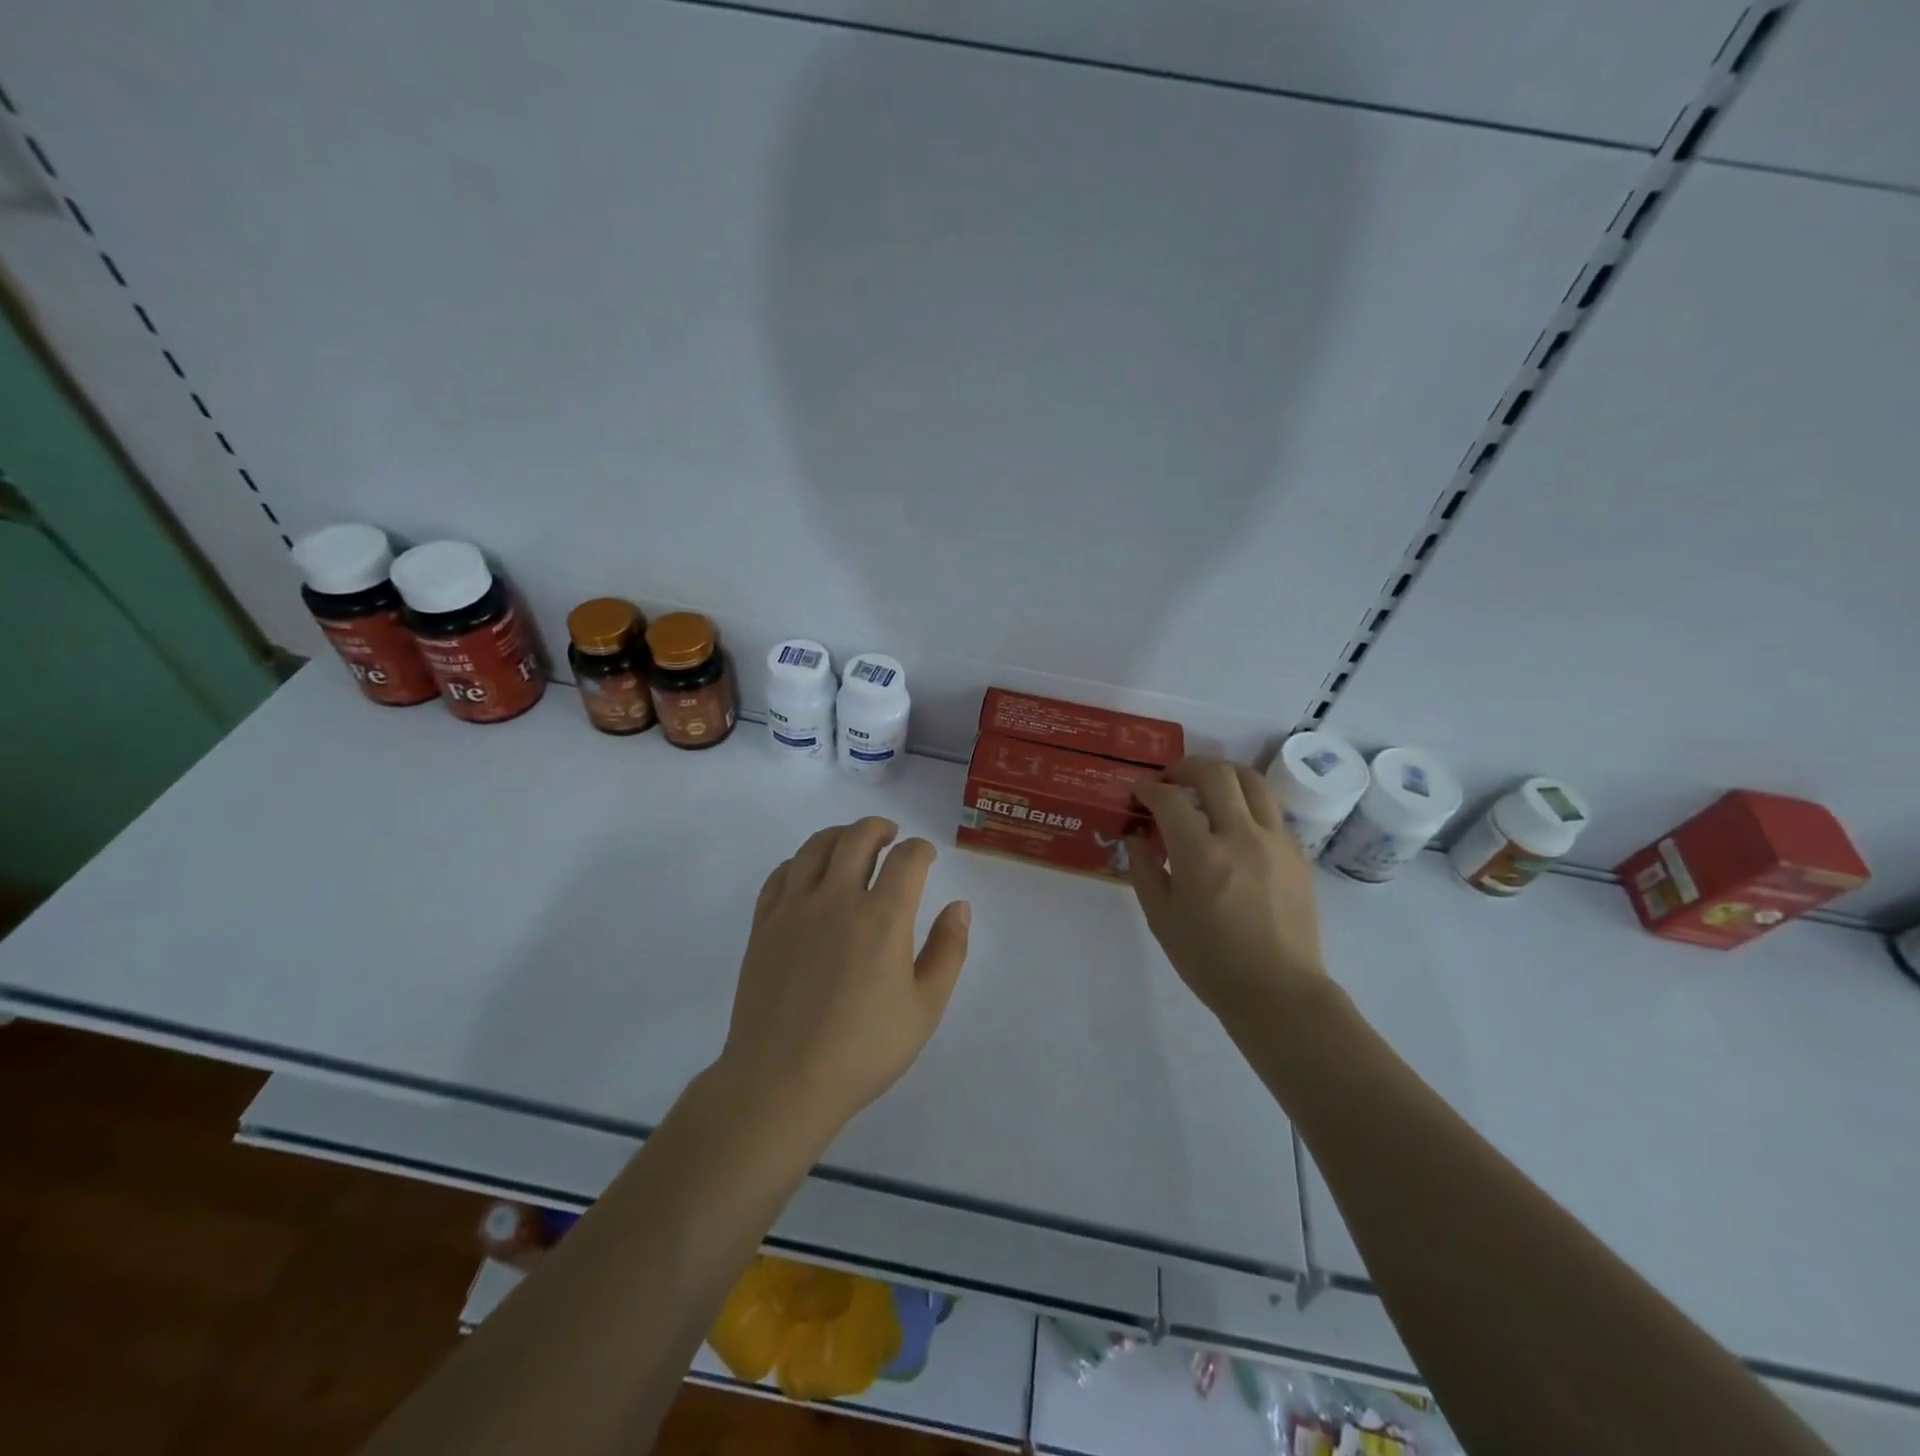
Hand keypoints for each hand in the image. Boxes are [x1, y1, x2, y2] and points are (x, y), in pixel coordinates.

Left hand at [717, 817, 971, 1142]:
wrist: (782, 1082)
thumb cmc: (862, 1050)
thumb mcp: (925, 1008)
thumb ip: (948, 951)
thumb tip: (959, 907)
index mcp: (882, 917)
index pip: (907, 858)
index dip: (921, 849)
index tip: (926, 856)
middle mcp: (837, 898)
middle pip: (858, 837)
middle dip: (881, 828)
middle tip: (891, 837)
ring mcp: (794, 908)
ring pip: (816, 846)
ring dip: (840, 835)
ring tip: (852, 845)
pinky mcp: (763, 923)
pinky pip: (782, 873)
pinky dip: (801, 861)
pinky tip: (810, 873)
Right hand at [1129, 758, 1326, 1024]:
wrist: (1278, 991)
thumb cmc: (1210, 961)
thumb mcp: (1161, 919)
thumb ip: (1144, 870)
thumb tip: (1136, 837)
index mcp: (1201, 855)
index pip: (1171, 799)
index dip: (1150, 790)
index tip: (1140, 793)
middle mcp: (1241, 836)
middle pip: (1216, 775)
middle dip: (1187, 767)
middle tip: (1171, 779)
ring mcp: (1276, 842)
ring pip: (1252, 782)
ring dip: (1223, 775)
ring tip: (1207, 787)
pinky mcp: (1297, 854)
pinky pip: (1271, 811)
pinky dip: (1247, 804)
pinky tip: (1235, 825)